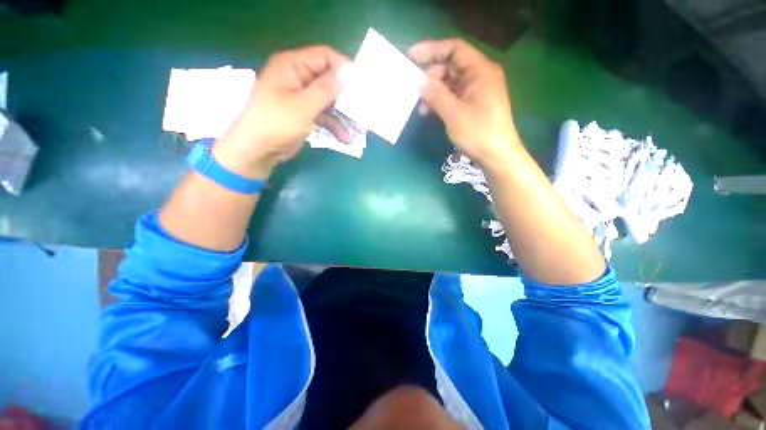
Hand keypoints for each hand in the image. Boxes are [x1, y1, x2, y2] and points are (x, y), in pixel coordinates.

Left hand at [212, 46, 350, 178]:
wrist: (257, 150)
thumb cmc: (276, 123)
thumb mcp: (304, 105)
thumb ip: (327, 89)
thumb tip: (348, 73)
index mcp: (292, 65)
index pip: (324, 57)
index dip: (344, 68)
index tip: (362, 83)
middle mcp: (297, 77)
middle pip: (328, 80)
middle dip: (346, 96)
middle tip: (364, 108)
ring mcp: (301, 97)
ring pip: (328, 101)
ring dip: (343, 115)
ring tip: (359, 129)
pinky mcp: (304, 114)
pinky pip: (323, 115)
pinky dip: (334, 126)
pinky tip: (345, 138)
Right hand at [408, 39, 520, 168]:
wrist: (496, 156)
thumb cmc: (478, 133)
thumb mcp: (454, 114)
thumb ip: (436, 95)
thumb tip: (418, 81)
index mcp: (480, 71)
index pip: (454, 49)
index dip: (432, 50)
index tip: (411, 57)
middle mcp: (479, 76)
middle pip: (451, 66)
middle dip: (431, 77)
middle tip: (415, 90)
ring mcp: (476, 91)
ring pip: (450, 83)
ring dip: (433, 92)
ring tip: (421, 107)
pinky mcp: (472, 104)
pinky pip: (453, 96)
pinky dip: (440, 102)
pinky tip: (429, 112)